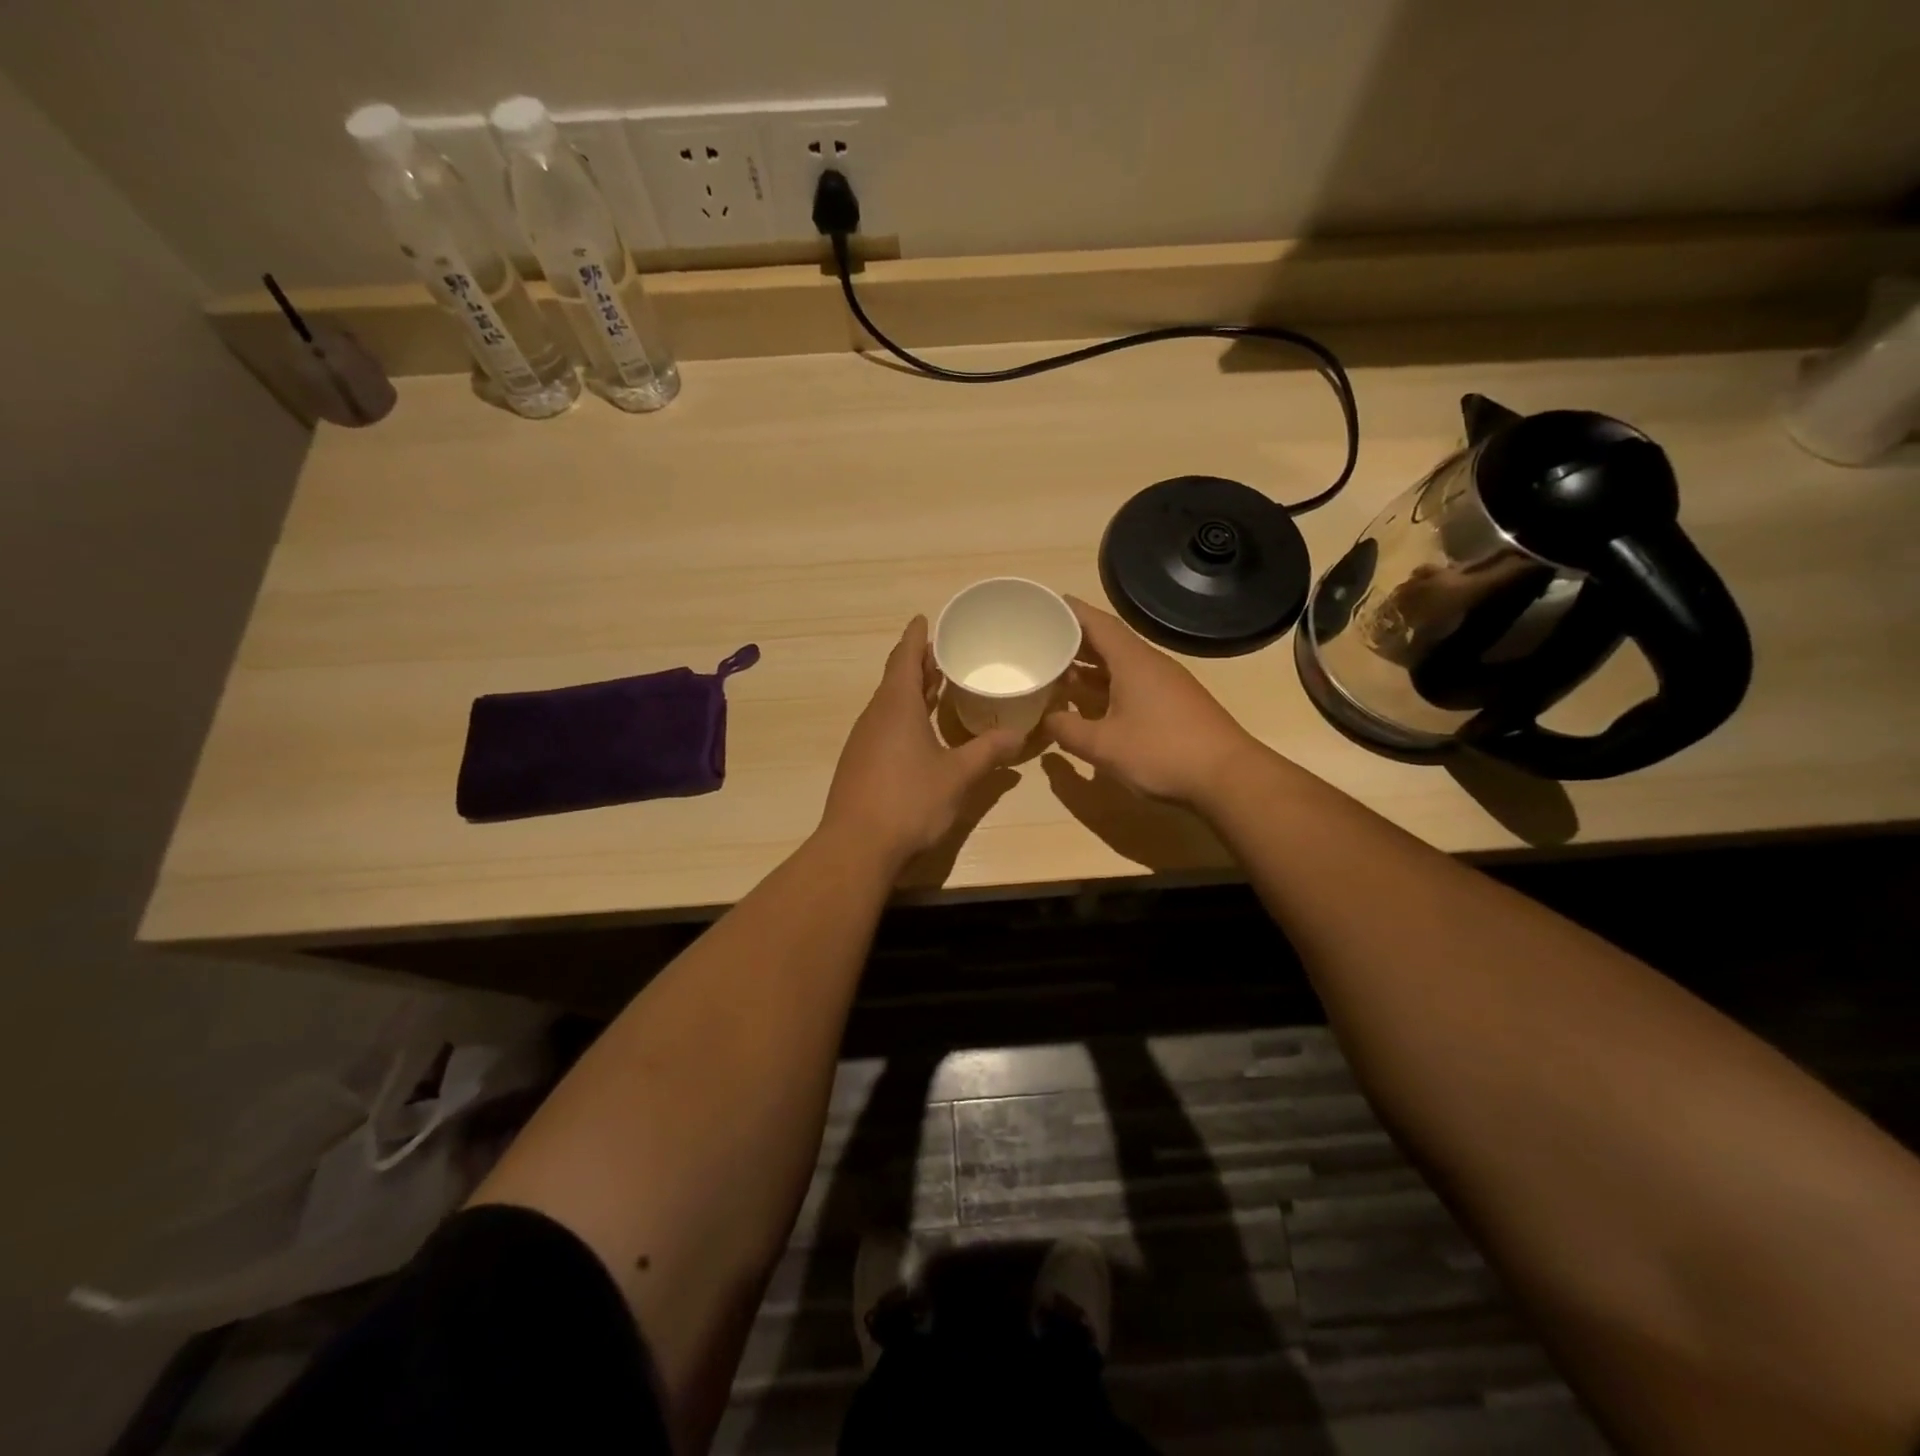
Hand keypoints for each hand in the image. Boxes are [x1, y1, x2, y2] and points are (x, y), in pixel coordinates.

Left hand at [820, 616, 1023, 867]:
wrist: (856, 846)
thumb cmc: (909, 801)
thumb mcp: (957, 776)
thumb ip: (988, 752)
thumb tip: (1019, 735)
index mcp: (896, 706)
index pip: (904, 658)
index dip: (916, 638)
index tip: (923, 619)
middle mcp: (875, 716)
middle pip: (895, 678)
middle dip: (917, 663)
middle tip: (941, 651)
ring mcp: (863, 740)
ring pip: (888, 704)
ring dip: (910, 691)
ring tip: (936, 686)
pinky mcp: (859, 763)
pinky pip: (883, 725)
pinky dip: (902, 715)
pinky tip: (919, 732)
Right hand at [1043, 596, 1262, 809]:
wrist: (1227, 778)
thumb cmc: (1161, 752)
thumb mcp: (1103, 745)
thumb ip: (1068, 730)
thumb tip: (1047, 719)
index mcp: (1132, 661)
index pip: (1098, 623)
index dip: (1070, 612)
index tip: (1044, 604)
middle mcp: (1149, 665)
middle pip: (1108, 642)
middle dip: (1075, 640)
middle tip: (1041, 641)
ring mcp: (1165, 685)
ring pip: (1120, 666)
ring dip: (1090, 667)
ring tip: (1057, 671)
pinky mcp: (1173, 706)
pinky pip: (1131, 684)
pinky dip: (1106, 687)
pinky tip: (1090, 704)